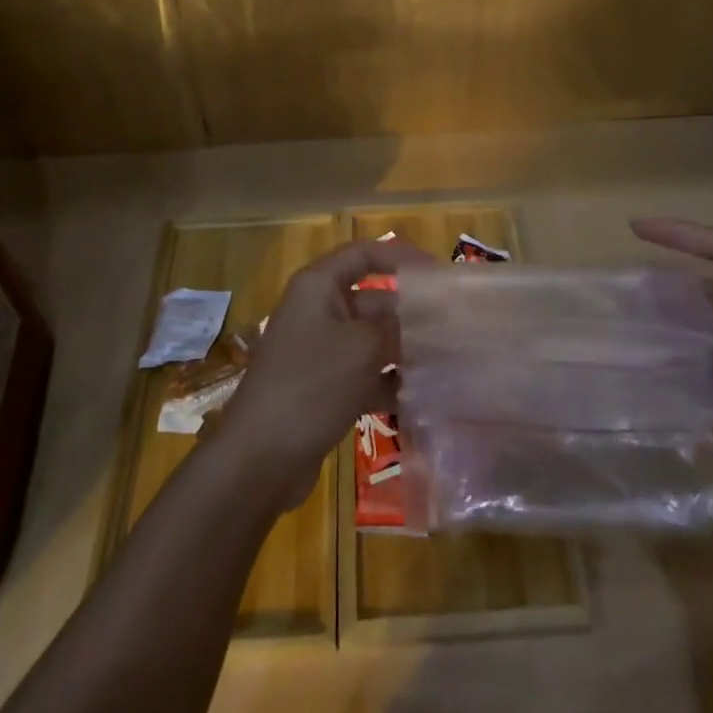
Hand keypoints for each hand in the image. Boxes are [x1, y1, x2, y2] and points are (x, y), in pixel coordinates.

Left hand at [216, 239, 435, 509]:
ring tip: (447, 361)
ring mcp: (321, 352)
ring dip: (405, 349)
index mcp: (319, 286)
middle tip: (453, 326)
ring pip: (372, 339)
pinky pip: (366, 374)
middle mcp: (319, 311)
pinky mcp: (325, 389)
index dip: (401, 256)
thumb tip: (426, 321)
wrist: (259, 459)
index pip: (364, 254)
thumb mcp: (361, 348)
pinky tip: (423, 397)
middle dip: (410, 312)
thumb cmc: (310, 385)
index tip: (437, 274)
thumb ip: (397, 327)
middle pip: (373, 299)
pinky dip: (391, 382)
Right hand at [631, 218, 712, 518]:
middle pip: (710, 283)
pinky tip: (645, 351)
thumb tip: (664, 289)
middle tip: (627, 280)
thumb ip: (711, 308)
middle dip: (671, 281)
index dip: (681, 234)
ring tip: (627, 313)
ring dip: (670, 318)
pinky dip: (676, 352)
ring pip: (701, 320)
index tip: (637, 228)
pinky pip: (700, 355)